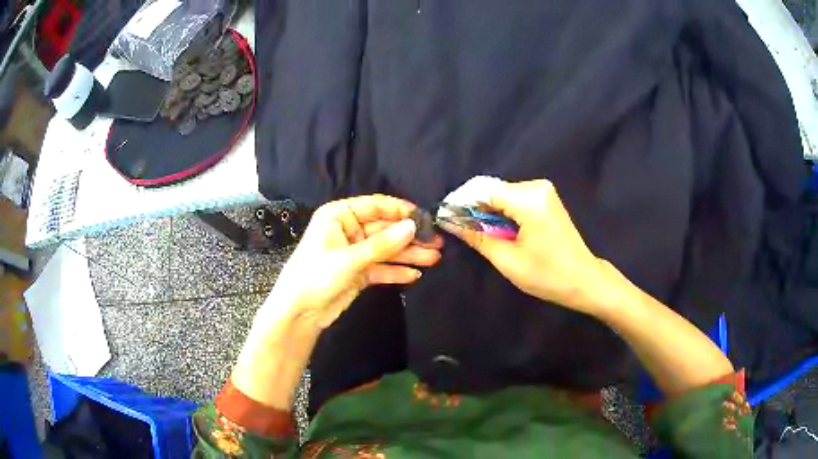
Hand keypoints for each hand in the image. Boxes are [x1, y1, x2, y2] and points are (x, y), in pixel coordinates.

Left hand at [269, 195, 442, 329]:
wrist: (299, 313)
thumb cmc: (316, 276)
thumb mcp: (349, 259)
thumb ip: (383, 244)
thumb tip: (413, 226)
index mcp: (339, 216)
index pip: (376, 206)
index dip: (401, 211)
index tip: (425, 218)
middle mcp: (348, 230)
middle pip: (385, 229)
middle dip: (410, 237)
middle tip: (437, 242)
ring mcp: (355, 252)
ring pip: (386, 250)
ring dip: (409, 254)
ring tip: (434, 259)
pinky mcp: (359, 272)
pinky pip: (381, 268)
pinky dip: (396, 271)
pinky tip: (415, 275)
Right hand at [440, 179, 610, 313]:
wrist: (584, 280)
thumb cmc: (548, 275)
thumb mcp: (508, 260)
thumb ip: (477, 237)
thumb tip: (450, 221)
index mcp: (529, 200)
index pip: (483, 189)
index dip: (461, 202)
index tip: (445, 219)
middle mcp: (536, 186)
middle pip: (492, 189)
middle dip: (473, 208)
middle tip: (460, 231)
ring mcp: (543, 190)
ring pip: (501, 193)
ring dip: (486, 211)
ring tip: (478, 234)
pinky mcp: (545, 197)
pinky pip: (513, 198)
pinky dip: (500, 212)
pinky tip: (497, 230)